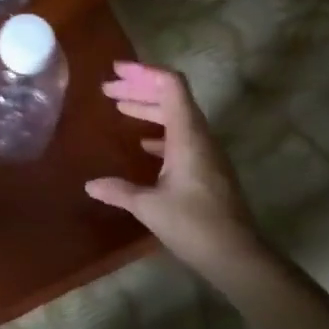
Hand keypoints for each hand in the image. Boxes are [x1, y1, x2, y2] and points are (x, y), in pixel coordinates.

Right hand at [85, 62, 267, 277]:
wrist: (238, 256)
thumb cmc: (194, 225)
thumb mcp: (150, 207)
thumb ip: (119, 191)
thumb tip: (90, 184)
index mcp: (188, 135)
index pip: (170, 85)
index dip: (143, 72)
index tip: (116, 71)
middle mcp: (199, 136)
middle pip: (171, 96)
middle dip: (139, 88)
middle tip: (108, 89)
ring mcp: (206, 152)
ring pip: (177, 116)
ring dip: (148, 108)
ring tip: (119, 108)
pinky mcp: (208, 169)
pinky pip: (182, 136)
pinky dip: (160, 131)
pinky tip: (143, 144)